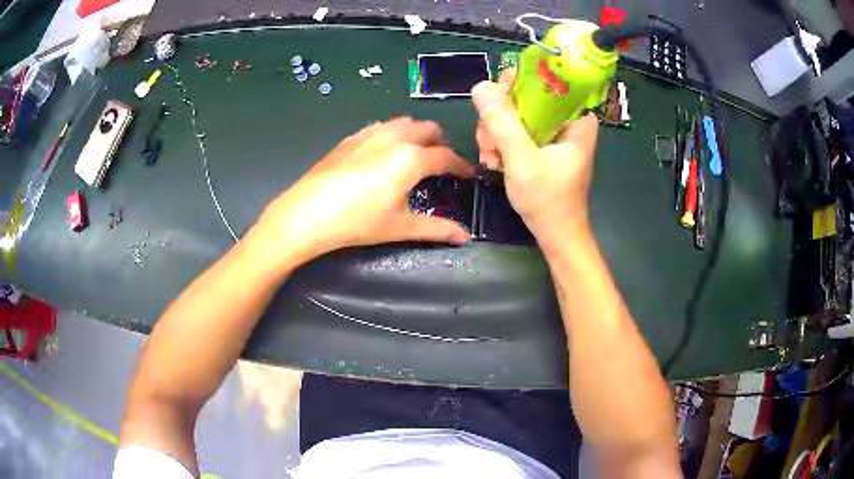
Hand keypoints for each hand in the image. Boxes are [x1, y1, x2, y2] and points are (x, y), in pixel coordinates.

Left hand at [249, 117, 474, 266]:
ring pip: (404, 123)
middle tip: (440, 165)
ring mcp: (370, 133)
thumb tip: (464, 238)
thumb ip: (436, 229)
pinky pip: (380, 127)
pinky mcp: (350, 137)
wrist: (307, 214)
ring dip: (416, 135)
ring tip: (414, 156)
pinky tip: (382, 154)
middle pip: (428, 129)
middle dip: (440, 144)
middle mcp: (394, 137)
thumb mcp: (400, 227)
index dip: (461, 166)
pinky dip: (392, 135)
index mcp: (411, 158)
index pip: (447, 157)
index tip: (468, 174)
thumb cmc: (357, 222)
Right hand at [472, 70, 599, 250]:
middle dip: (498, 119)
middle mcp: (566, 117)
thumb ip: (502, 122)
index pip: (540, 79)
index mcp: (575, 116)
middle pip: (522, 96)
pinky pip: (515, 128)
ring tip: (492, 159)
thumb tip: (480, 86)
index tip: (493, 110)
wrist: (557, 235)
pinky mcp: (543, 143)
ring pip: (514, 112)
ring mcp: (554, 130)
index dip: (511, 88)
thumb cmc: (548, 201)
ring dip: (495, 134)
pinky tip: (496, 162)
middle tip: (490, 146)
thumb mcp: (522, 159)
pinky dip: (501, 143)